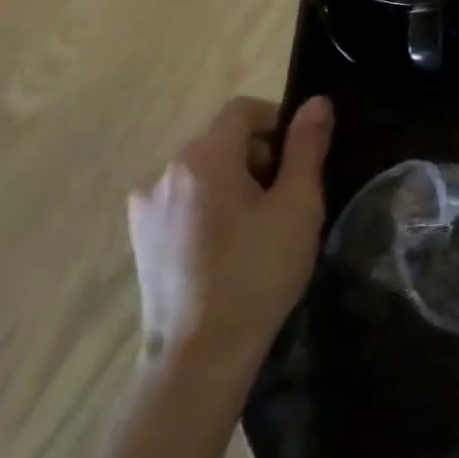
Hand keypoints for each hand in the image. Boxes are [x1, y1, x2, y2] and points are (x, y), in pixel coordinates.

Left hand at [128, 95, 332, 377]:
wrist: (199, 355)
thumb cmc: (258, 272)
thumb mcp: (298, 205)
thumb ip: (307, 147)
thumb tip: (317, 103)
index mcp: (202, 159)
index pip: (242, 110)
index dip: (279, 122)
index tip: (302, 159)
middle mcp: (163, 173)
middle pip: (222, 140)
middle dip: (261, 156)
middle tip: (289, 199)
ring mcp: (145, 208)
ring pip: (203, 172)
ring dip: (237, 183)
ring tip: (262, 227)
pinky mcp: (141, 237)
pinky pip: (185, 200)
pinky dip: (212, 206)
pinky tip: (230, 247)